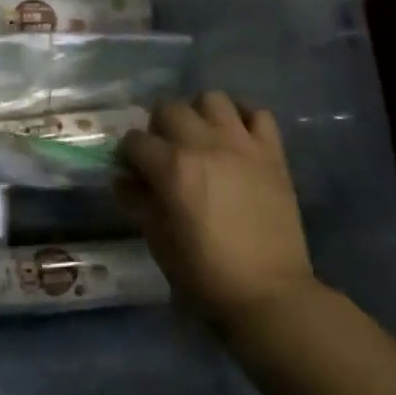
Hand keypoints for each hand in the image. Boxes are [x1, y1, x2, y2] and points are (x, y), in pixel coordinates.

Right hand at [117, 92, 316, 329]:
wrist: (271, 295)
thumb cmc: (206, 274)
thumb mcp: (159, 241)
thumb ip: (137, 202)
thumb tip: (122, 179)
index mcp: (172, 167)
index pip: (135, 140)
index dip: (127, 155)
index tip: (131, 170)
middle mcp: (204, 144)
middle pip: (169, 108)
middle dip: (158, 126)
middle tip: (163, 150)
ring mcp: (242, 145)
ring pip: (212, 99)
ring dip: (199, 113)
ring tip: (200, 136)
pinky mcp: (272, 154)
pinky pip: (258, 114)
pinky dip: (243, 118)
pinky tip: (236, 136)